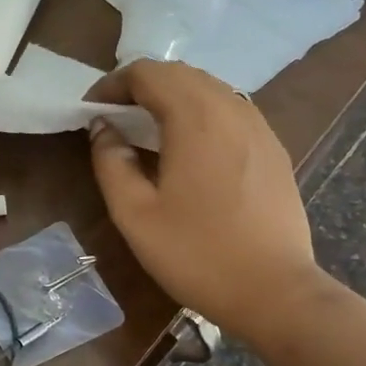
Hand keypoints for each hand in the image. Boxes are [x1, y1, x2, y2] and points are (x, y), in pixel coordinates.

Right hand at [87, 61, 320, 339]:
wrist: (275, 291)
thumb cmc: (196, 254)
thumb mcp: (134, 214)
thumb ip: (110, 162)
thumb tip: (102, 127)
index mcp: (194, 117)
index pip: (147, 73)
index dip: (112, 84)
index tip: (91, 111)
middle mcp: (231, 108)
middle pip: (180, 74)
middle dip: (141, 86)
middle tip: (114, 117)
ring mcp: (259, 127)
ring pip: (209, 88)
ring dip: (172, 96)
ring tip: (148, 129)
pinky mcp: (274, 148)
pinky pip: (231, 110)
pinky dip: (201, 112)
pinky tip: (190, 148)